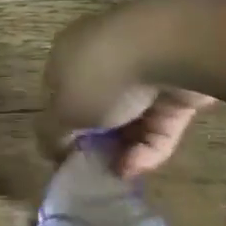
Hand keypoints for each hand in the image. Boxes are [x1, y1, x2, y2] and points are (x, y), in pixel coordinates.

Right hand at [42, 0, 211, 176]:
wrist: (169, 50)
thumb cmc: (102, 76)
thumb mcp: (64, 111)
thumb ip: (52, 133)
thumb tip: (51, 149)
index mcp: (67, 53)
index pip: (58, 91)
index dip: (60, 125)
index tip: (66, 156)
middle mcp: (102, 57)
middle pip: (95, 106)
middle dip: (95, 140)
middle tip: (95, 169)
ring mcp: (142, 72)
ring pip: (129, 118)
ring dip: (122, 149)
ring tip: (119, 175)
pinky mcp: (174, 89)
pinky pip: (157, 123)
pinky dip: (147, 147)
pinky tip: (136, 167)